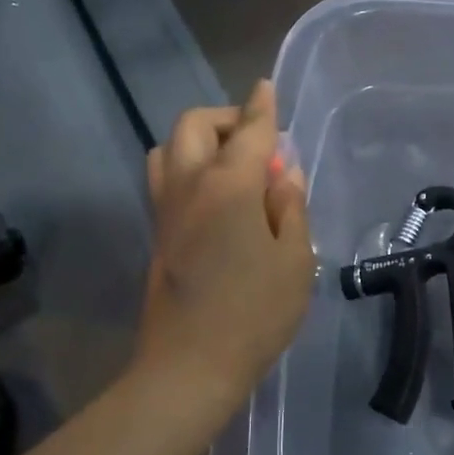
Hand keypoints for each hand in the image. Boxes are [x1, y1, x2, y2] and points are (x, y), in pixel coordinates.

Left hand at [134, 80, 313, 406]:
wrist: (190, 366)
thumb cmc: (255, 313)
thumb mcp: (295, 260)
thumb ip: (290, 206)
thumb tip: (282, 172)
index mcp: (228, 186)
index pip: (249, 131)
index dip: (262, 108)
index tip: (267, 88)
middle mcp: (189, 186)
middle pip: (194, 126)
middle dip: (225, 119)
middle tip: (257, 141)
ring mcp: (166, 209)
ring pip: (169, 148)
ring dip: (199, 141)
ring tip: (232, 165)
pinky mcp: (157, 232)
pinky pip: (165, 176)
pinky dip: (188, 166)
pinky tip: (216, 195)